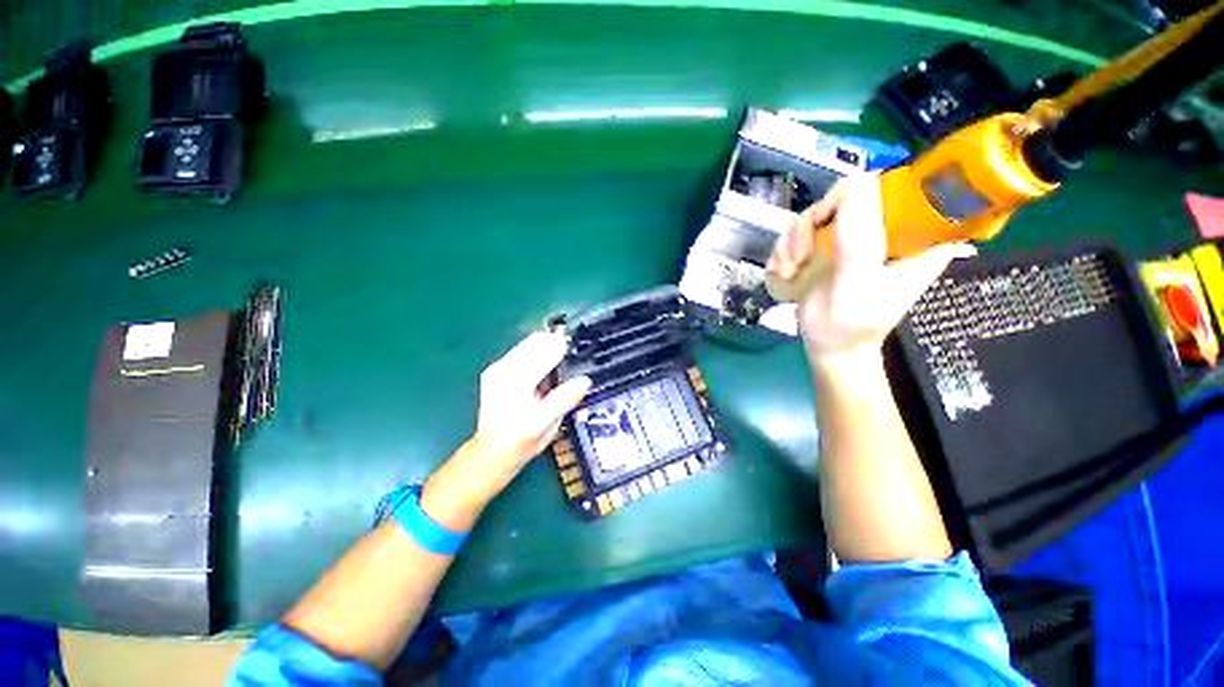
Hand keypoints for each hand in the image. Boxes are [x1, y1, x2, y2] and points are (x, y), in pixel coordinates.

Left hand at [474, 331, 591, 467]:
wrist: (492, 451)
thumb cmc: (522, 440)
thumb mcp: (547, 423)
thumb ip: (565, 399)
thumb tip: (585, 381)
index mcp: (517, 383)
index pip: (543, 353)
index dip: (561, 346)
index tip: (576, 345)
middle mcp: (504, 370)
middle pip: (534, 342)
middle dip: (553, 342)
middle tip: (570, 349)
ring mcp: (497, 369)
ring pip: (526, 344)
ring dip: (544, 345)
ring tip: (558, 356)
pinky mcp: (494, 372)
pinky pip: (519, 351)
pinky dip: (534, 352)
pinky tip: (542, 365)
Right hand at [767, 174, 974, 360]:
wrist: (831, 345)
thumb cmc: (853, 324)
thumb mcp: (857, 285)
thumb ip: (857, 242)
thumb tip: (856, 184)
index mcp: (913, 234)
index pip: (895, 185)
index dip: (859, 195)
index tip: (831, 225)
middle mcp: (882, 227)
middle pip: (843, 196)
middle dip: (813, 225)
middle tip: (802, 256)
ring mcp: (850, 236)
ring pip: (814, 213)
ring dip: (793, 242)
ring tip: (790, 269)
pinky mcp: (826, 245)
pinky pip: (798, 230)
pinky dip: (784, 249)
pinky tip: (784, 271)